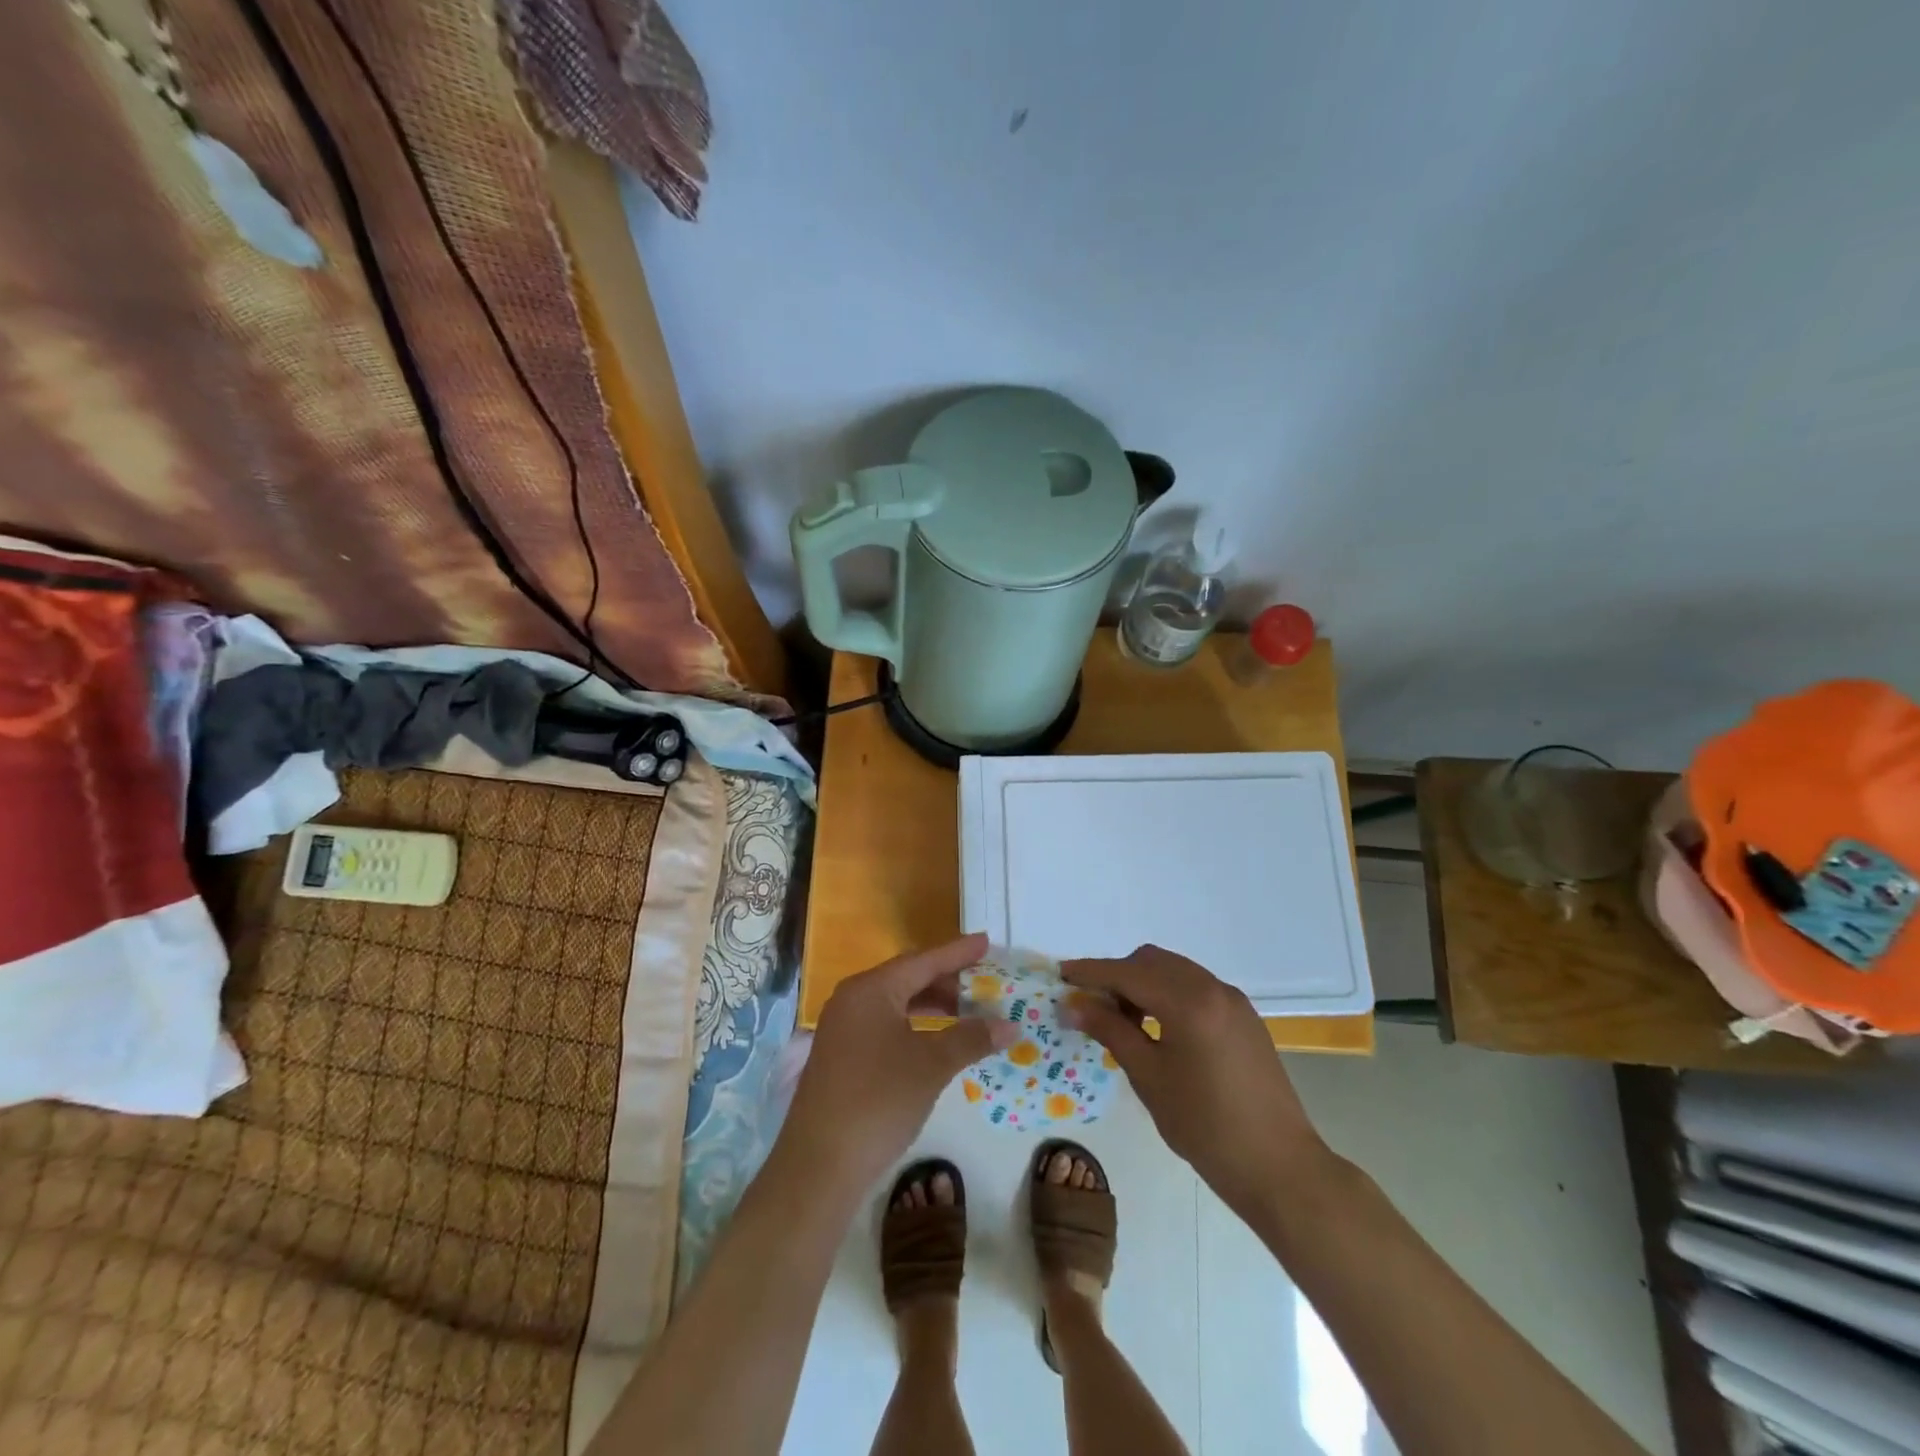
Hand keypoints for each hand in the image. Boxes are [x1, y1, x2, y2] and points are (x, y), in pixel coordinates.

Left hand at [781, 935, 1014, 1192]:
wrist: (819, 1166)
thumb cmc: (879, 1101)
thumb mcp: (932, 1066)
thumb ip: (971, 1038)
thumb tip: (1010, 1025)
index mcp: (871, 989)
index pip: (923, 960)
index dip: (957, 952)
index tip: (986, 941)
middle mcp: (853, 999)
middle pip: (908, 978)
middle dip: (947, 979)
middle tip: (984, 981)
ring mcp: (843, 1028)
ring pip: (896, 1003)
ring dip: (932, 1005)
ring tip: (967, 1011)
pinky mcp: (842, 1055)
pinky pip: (886, 1025)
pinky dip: (915, 1026)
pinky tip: (936, 1041)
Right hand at [1062, 945, 1329, 1217]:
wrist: (1280, 1167)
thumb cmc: (1206, 1127)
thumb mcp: (1149, 1077)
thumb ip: (1111, 1031)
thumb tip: (1074, 1003)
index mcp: (1188, 1001)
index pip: (1127, 972)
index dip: (1091, 972)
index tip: (1061, 975)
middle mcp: (1213, 988)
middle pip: (1152, 962)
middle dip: (1118, 975)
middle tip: (1093, 1007)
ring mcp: (1233, 1001)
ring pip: (1175, 971)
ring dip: (1144, 984)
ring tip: (1124, 1022)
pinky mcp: (1244, 1018)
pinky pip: (1196, 988)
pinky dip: (1169, 994)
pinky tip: (1159, 1029)